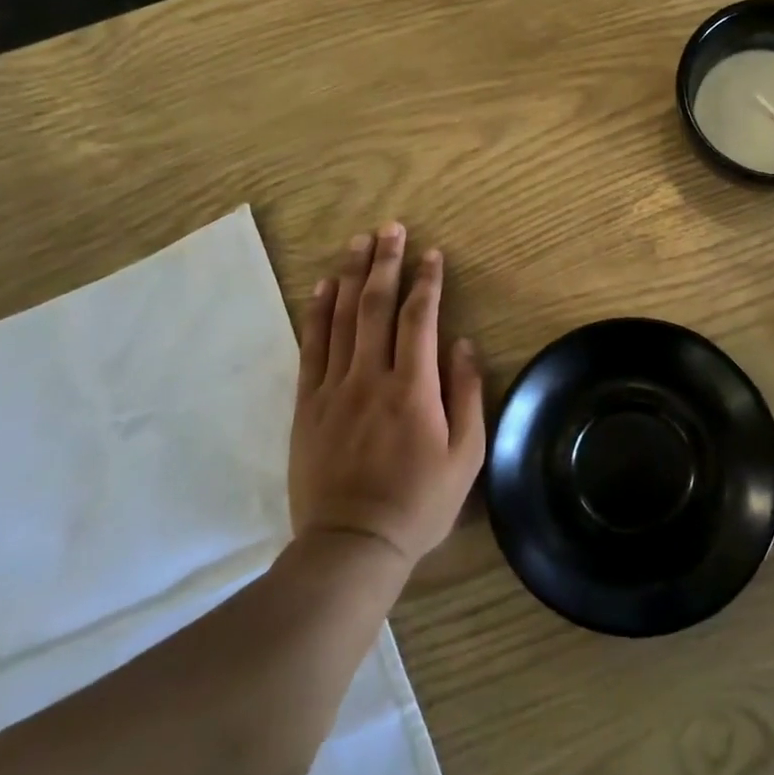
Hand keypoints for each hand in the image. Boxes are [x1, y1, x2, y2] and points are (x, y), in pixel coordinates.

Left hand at [291, 222, 485, 567]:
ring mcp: (333, 389)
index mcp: (413, 389)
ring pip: (341, 319)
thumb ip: (467, 395)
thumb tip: (463, 344)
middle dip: (385, 263)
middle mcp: (370, 377)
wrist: (351, 545)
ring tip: (359, 242)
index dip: (426, 282)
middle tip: (391, 228)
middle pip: (376, 306)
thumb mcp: (465, 457)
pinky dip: (317, 313)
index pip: (419, 319)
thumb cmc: (418, 504)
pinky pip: (310, 347)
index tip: (432, 253)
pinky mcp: (306, 405)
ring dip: (351, 275)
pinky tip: (322, 287)